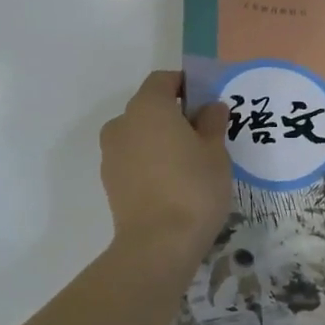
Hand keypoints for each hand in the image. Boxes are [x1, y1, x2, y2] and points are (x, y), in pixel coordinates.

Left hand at [100, 71, 232, 270]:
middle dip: (174, 115)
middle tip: (203, 136)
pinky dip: (149, 163)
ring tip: (188, 165)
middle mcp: (122, 123)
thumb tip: (211, 107)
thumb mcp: (215, 152)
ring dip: (160, 141)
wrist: (158, 244)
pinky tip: (171, 185)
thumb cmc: (193, 188)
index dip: (186, 85)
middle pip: (149, 108)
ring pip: (139, 135)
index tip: (207, 102)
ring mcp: (111, 154)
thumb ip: (212, 123)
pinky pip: (133, 160)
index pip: (164, 80)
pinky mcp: (109, 182)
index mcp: (148, 107)